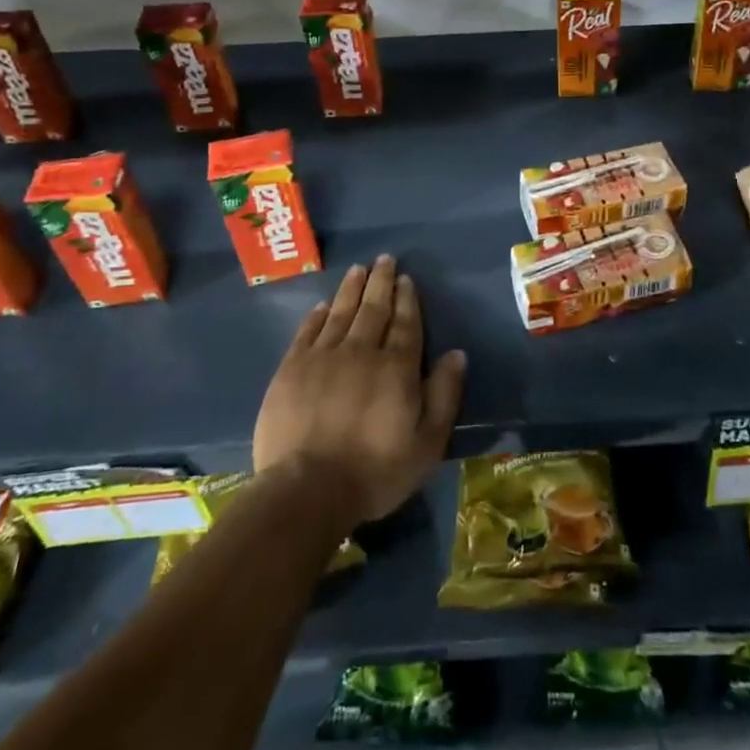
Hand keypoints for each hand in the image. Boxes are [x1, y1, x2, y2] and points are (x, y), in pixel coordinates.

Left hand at [253, 255, 466, 532]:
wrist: (307, 490)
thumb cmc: (375, 470)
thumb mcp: (427, 443)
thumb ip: (444, 394)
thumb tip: (457, 354)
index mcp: (397, 367)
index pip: (406, 323)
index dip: (407, 299)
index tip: (406, 278)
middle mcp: (362, 352)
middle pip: (374, 309)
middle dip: (381, 282)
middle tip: (384, 259)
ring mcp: (323, 357)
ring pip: (341, 313)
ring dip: (351, 289)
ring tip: (358, 269)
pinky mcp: (291, 369)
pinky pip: (308, 332)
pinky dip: (318, 315)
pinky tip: (323, 305)